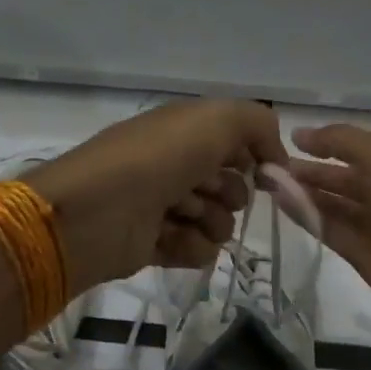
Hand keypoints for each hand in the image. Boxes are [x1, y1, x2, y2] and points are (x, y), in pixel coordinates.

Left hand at [26, 101, 286, 291]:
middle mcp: (172, 164)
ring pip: (216, 221)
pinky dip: (192, 247)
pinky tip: (176, 240)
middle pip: (228, 185)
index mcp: (183, 131)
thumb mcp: (217, 119)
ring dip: (213, 221)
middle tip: (210, 192)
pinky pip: (194, 250)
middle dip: (230, 192)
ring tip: (187, 216)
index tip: (265, 173)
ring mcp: (160, 205)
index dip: (253, 157)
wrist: (96, 211)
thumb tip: (274, 157)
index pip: (235, 144)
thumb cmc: (158, 158)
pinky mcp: (151, 244)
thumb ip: (258, 124)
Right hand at [287, 124, 370, 349]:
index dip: (328, 139)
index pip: (362, 143)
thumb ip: (341, 141)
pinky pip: (332, 228)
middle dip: (310, 166)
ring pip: (336, 201)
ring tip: (266, 181)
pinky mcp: (367, 255)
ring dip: (304, 190)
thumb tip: (301, 135)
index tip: (289, 138)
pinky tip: (281, 203)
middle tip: (267, 163)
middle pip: (346, 172)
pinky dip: (308, 215)